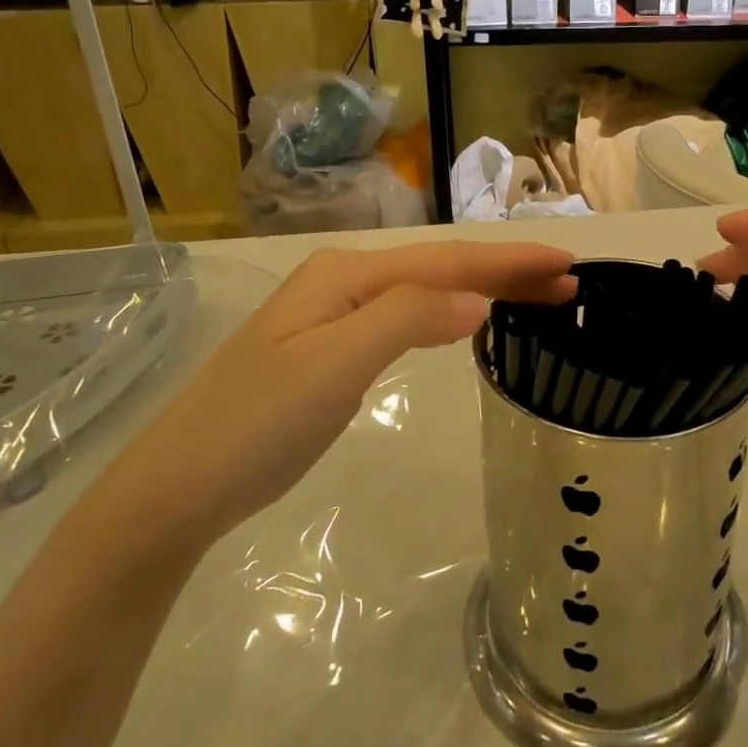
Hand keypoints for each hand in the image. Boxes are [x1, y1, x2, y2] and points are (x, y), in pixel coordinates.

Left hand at [110, 242, 577, 554]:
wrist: (179, 486)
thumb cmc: (257, 425)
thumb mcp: (334, 366)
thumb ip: (406, 320)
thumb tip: (477, 299)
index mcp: (347, 276)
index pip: (446, 261)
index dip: (509, 262)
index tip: (567, 265)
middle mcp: (343, 282)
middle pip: (439, 268)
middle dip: (505, 271)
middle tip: (567, 281)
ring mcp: (334, 316)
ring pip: (425, 291)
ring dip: (482, 289)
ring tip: (533, 296)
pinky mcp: (331, 349)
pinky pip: (407, 317)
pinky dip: (448, 312)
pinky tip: (465, 319)